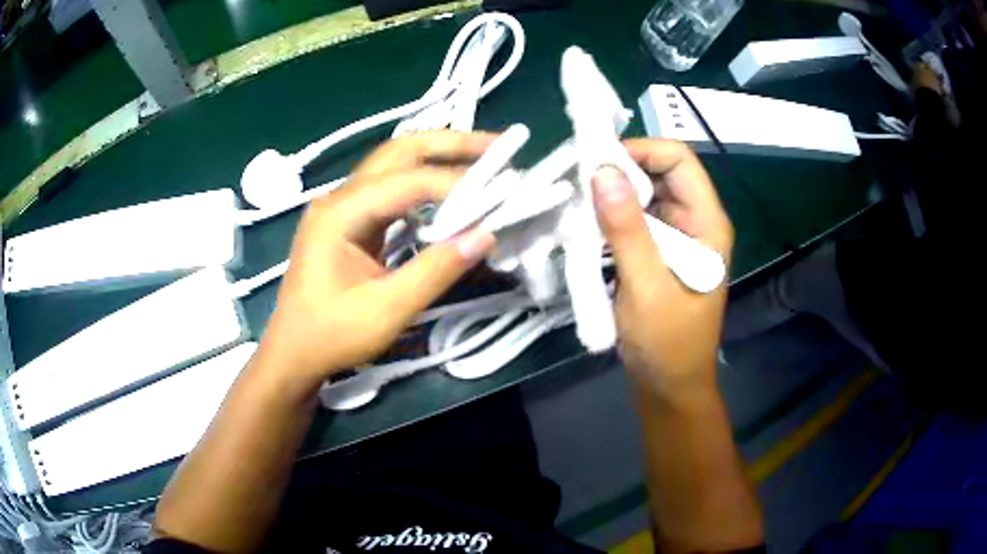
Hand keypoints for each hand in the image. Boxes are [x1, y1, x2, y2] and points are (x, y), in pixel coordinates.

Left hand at [256, 131, 496, 388]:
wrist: (293, 352)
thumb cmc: (331, 336)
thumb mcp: (386, 311)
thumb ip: (435, 271)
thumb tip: (485, 235)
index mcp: (340, 214)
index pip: (408, 182)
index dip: (456, 184)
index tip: (500, 193)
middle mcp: (340, 197)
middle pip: (399, 151)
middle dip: (450, 144)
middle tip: (498, 147)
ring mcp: (342, 205)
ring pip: (395, 162)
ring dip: (439, 155)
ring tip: (483, 158)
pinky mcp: (350, 219)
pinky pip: (391, 186)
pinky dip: (425, 179)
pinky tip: (450, 188)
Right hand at [592, 139, 733, 397]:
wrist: (670, 386)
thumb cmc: (668, 343)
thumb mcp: (646, 286)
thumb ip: (627, 229)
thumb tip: (602, 171)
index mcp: (707, 222)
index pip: (679, 159)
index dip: (640, 151)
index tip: (597, 164)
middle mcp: (695, 221)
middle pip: (659, 172)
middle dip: (620, 172)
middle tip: (579, 185)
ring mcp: (676, 236)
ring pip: (643, 195)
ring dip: (611, 196)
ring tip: (577, 206)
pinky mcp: (658, 252)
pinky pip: (634, 220)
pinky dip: (610, 218)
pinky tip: (587, 228)